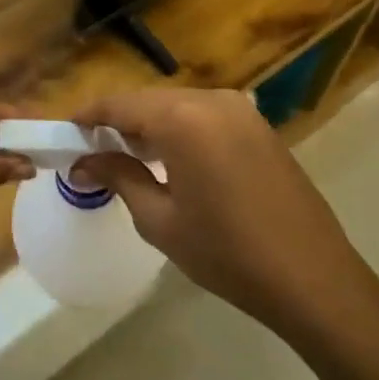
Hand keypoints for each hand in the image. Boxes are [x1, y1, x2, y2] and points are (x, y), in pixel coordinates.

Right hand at [72, 89, 378, 362]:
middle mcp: (212, 101)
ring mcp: (241, 111)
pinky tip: (172, 160)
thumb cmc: (227, 253)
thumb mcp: (159, 219)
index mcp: (182, 119)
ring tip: (128, 157)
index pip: (119, 105)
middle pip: (148, 101)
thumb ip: (118, 178)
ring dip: (149, 125)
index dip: (88, 117)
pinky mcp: (259, 127)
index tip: (65, 134)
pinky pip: (205, 116)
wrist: (313, 278)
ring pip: (177, 106)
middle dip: (118, 122)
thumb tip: (82, 164)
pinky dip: (180, 129)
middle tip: (93, 151)